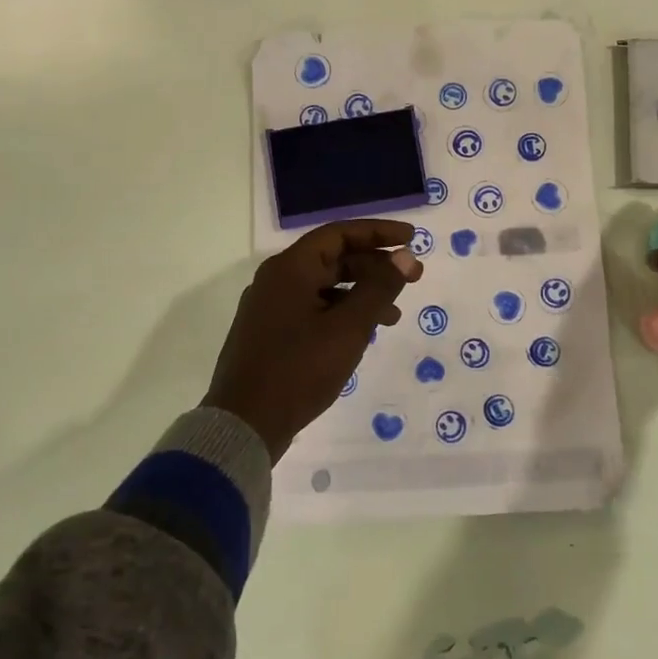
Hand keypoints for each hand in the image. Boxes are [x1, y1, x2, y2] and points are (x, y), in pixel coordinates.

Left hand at [204, 220, 423, 460]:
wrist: (244, 425)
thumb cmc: (299, 369)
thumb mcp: (349, 328)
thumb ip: (380, 288)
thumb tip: (405, 256)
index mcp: (290, 268)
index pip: (340, 234)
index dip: (379, 232)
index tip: (412, 238)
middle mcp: (277, 280)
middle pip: (333, 259)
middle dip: (375, 267)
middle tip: (413, 278)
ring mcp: (270, 308)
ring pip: (325, 287)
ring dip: (362, 294)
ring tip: (394, 316)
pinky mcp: (270, 334)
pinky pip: (313, 310)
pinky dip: (341, 314)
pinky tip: (361, 335)